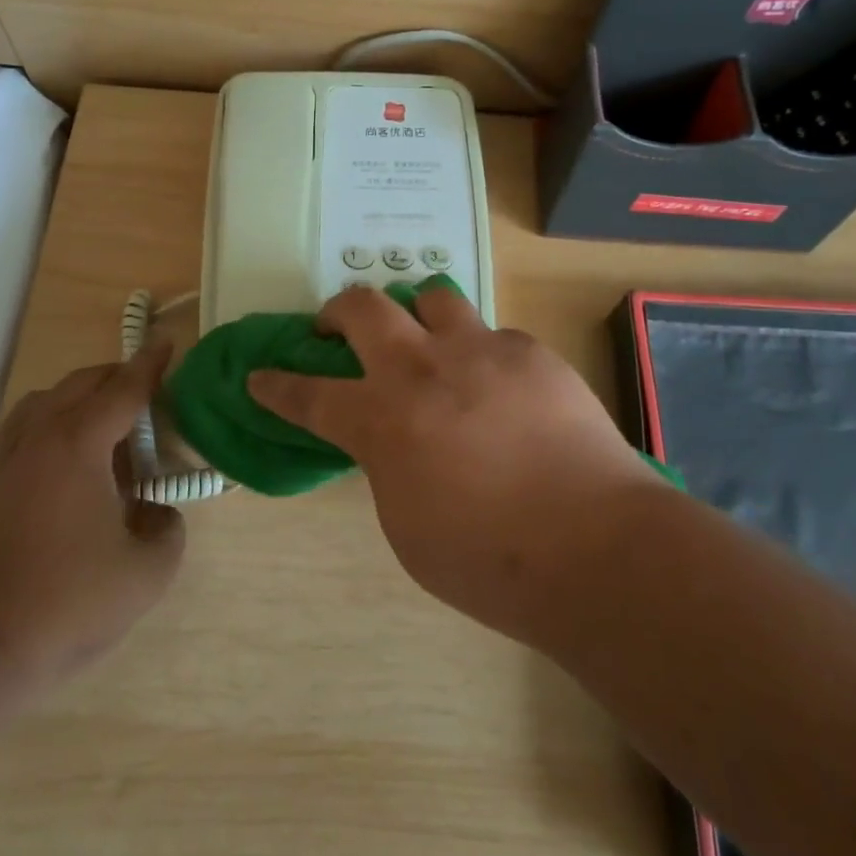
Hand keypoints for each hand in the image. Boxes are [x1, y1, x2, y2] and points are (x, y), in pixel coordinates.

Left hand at [0, 342, 184, 683]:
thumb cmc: (66, 604)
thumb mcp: (146, 574)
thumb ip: (168, 531)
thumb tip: (157, 513)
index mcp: (78, 444)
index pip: (123, 389)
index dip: (150, 365)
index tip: (167, 343)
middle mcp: (36, 437)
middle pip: (81, 384)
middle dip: (117, 377)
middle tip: (147, 394)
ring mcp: (1, 460)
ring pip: (42, 402)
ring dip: (78, 398)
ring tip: (104, 428)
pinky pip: (17, 430)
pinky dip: (46, 423)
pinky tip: (59, 458)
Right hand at [247, 285, 655, 643]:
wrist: (595, 548)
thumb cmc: (487, 559)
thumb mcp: (406, 526)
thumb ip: (386, 465)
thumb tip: (390, 439)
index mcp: (382, 420)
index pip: (308, 394)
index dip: (276, 385)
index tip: (259, 375)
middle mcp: (422, 369)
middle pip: (362, 307)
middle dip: (337, 312)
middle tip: (337, 328)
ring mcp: (480, 351)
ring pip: (431, 296)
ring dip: (415, 313)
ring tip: (425, 339)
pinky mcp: (530, 352)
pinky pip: (493, 335)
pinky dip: (481, 353)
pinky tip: (500, 388)